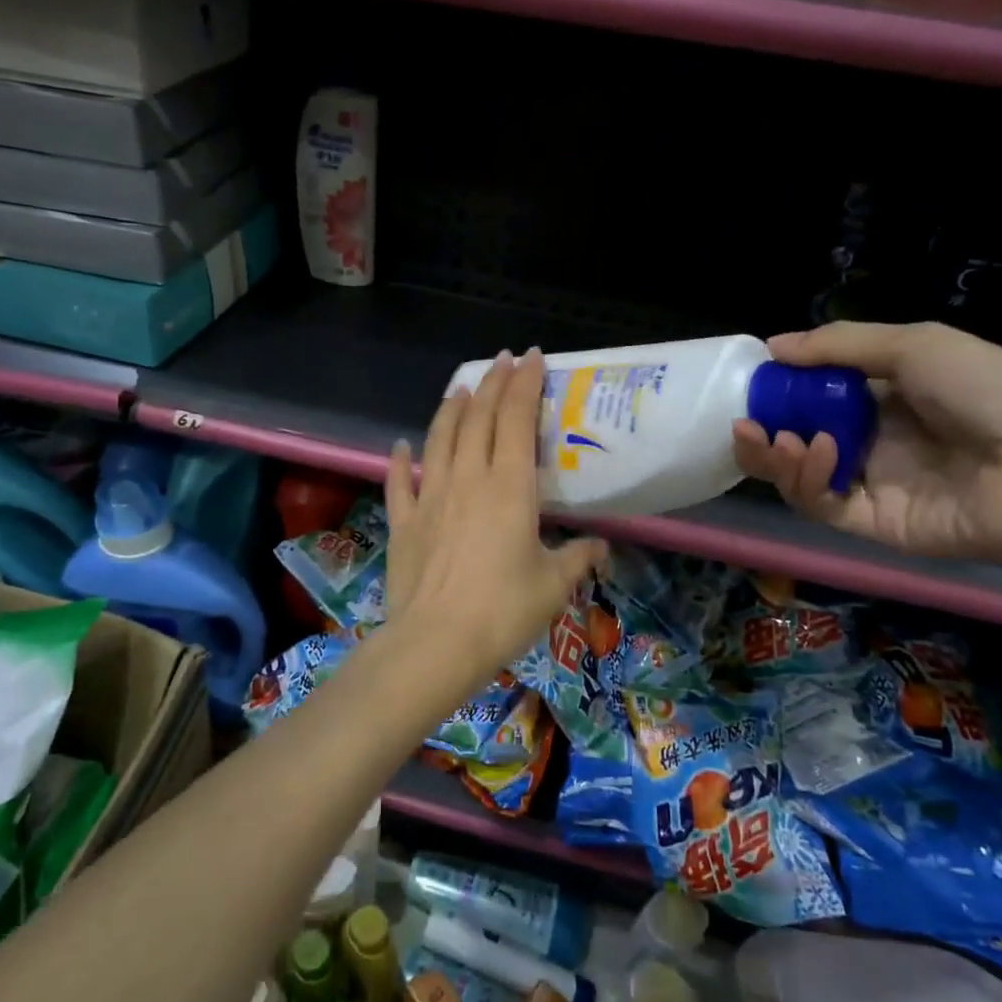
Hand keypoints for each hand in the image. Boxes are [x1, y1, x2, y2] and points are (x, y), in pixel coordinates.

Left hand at [383, 350, 605, 704]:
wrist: (436, 643)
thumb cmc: (503, 611)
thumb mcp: (553, 585)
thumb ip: (577, 558)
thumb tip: (601, 548)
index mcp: (508, 486)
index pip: (515, 418)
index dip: (524, 383)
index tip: (531, 357)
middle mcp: (467, 478)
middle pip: (478, 417)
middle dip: (491, 383)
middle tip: (501, 361)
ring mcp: (430, 496)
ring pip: (439, 438)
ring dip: (451, 408)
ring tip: (460, 388)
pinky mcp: (404, 521)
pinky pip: (400, 482)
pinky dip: (401, 460)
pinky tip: (402, 446)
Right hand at [731, 322, 1001, 563]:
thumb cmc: (990, 390)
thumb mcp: (915, 346)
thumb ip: (840, 345)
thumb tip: (772, 346)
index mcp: (885, 398)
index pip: (814, 396)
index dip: (780, 391)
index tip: (752, 384)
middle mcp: (871, 441)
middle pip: (798, 439)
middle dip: (764, 431)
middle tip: (742, 422)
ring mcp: (870, 485)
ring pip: (799, 476)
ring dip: (776, 456)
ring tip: (775, 438)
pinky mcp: (872, 523)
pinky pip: (820, 504)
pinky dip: (806, 478)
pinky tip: (814, 452)